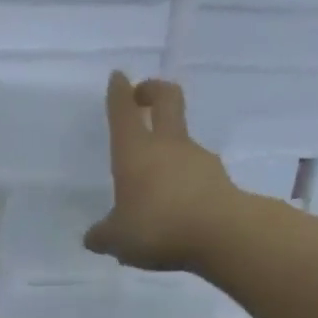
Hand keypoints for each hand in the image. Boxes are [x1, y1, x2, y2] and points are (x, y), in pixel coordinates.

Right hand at [84, 73, 240, 271]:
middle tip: (143, 95)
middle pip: (167, 100)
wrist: (223, 234)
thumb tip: (94, 237)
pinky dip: (183, 181)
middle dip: (153, 91)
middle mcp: (167, 146)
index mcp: (135, 153)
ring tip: (153, 183)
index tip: (118, 78)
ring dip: (167, 147)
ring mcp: (197, 159)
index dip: (119, 93)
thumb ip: (102, 235)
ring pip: (180, 140)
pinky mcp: (218, 179)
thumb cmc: (158, 227)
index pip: (124, 113)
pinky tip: (175, 209)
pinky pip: (194, 173)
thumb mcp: (117, 239)